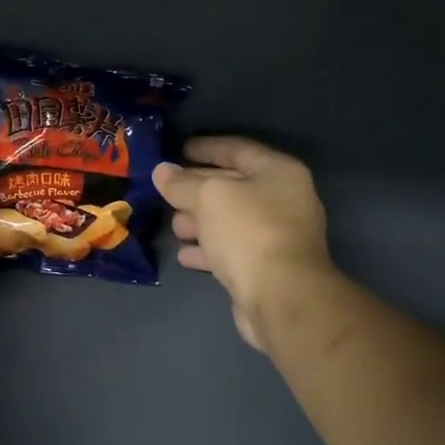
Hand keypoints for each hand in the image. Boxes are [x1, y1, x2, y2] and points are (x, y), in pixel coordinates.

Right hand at [153, 137, 333, 349]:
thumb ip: (182, 183)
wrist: (281, 297)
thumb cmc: (248, 232)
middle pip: (233, 186)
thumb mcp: (209, 197)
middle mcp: (282, 200)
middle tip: (166, 190)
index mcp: (278, 172)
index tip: (176, 150)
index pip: (237, 149)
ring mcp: (276, 236)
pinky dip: (208, 250)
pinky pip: (231, 250)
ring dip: (200, 221)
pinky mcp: (266, 268)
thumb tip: (161, 171)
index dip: (205, 148)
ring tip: (172, 224)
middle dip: (198, 188)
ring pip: (230, 221)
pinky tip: (184, 254)